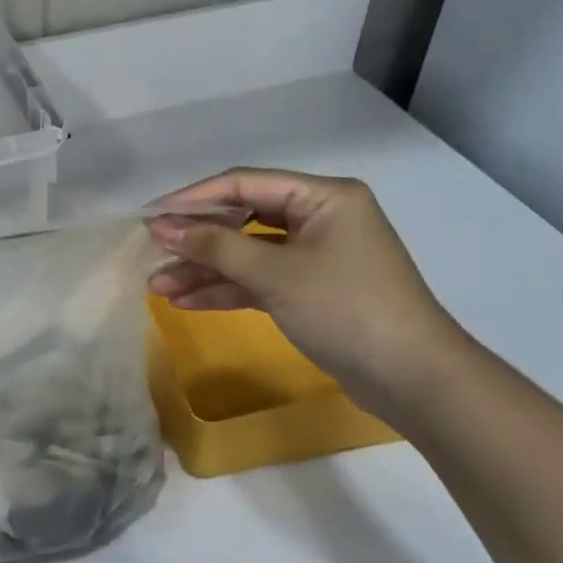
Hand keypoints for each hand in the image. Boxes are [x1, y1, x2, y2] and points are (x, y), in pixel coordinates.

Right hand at [148, 168, 466, 420]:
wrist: (410, 377)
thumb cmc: (345, 309)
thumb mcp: (275, 274)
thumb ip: (216, 247)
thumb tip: (163, 225)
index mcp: (322, 197)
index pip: (245, 184)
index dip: (194, 198)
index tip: (151, 215)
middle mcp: (319, 218)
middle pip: (243, 219)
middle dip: (197, 240)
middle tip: (151, 253)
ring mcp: (314, 256)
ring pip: (247, 254)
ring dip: (205, 270)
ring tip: (157, 286)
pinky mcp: (310, 290)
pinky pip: (260, 280)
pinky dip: (227, 290)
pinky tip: (187, 302)